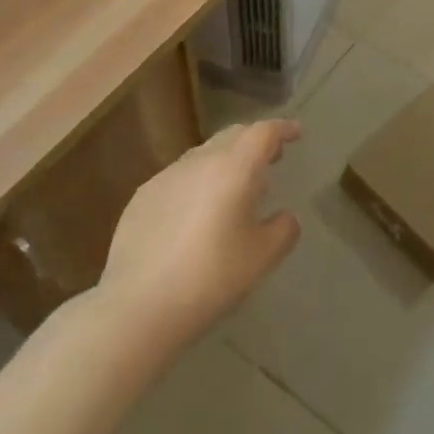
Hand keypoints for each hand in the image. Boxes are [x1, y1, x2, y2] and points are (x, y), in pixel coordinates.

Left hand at [98, 120, 302, 350]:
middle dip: (255, 141)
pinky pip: (179, 177)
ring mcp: (166, 176)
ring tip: (235, 188)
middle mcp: (200, 161)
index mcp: (234, 168)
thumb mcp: (262, 258)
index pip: (263, 133)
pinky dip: (197, 182)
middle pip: (233, 136)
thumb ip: (283, 230)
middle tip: (272, 157)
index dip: (282, 129)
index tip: (296, 132)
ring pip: (203, 155)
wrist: (138, 305)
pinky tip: (196, 213)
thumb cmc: (211, 277)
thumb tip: (285, 217)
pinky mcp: (142, 197)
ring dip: (225, 162)